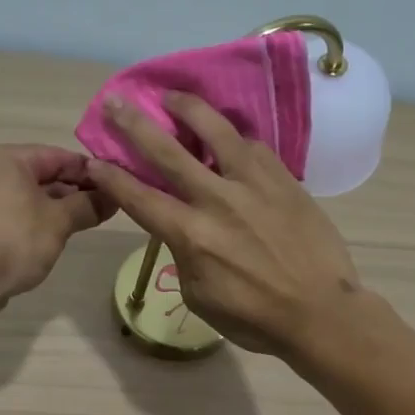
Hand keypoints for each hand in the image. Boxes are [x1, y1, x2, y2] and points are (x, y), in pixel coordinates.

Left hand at [0, 144, 114, 318]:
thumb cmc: (14, 241)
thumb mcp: (59, 222)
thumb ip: (88, 205)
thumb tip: (114, 197)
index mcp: (7, 158)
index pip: (59, 156)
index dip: (90, 171)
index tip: (116, 186)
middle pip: (42, 173)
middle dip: (74, 190)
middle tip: (105, 208)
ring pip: (28, 194)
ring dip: (57, 207)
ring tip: (85, 223)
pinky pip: (14, 211)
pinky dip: (35, 219)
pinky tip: (54, 236)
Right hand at [84, 93, 362, 355]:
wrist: (320, 312)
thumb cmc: (255, 318)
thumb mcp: (199, 297)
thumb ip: (184, 256)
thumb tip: (184, 231)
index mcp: (190, 235)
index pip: (139, 198)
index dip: (112, 178)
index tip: (93, 159)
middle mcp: (216, 200)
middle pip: (167, 153)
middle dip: (135, 125)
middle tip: (115, 103)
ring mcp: (253, 184)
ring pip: (215, 132)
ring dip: (188, 109)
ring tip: (173, 96)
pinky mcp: (283, 180)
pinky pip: (253, 147)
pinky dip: (234, 137)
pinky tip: (229, 135)